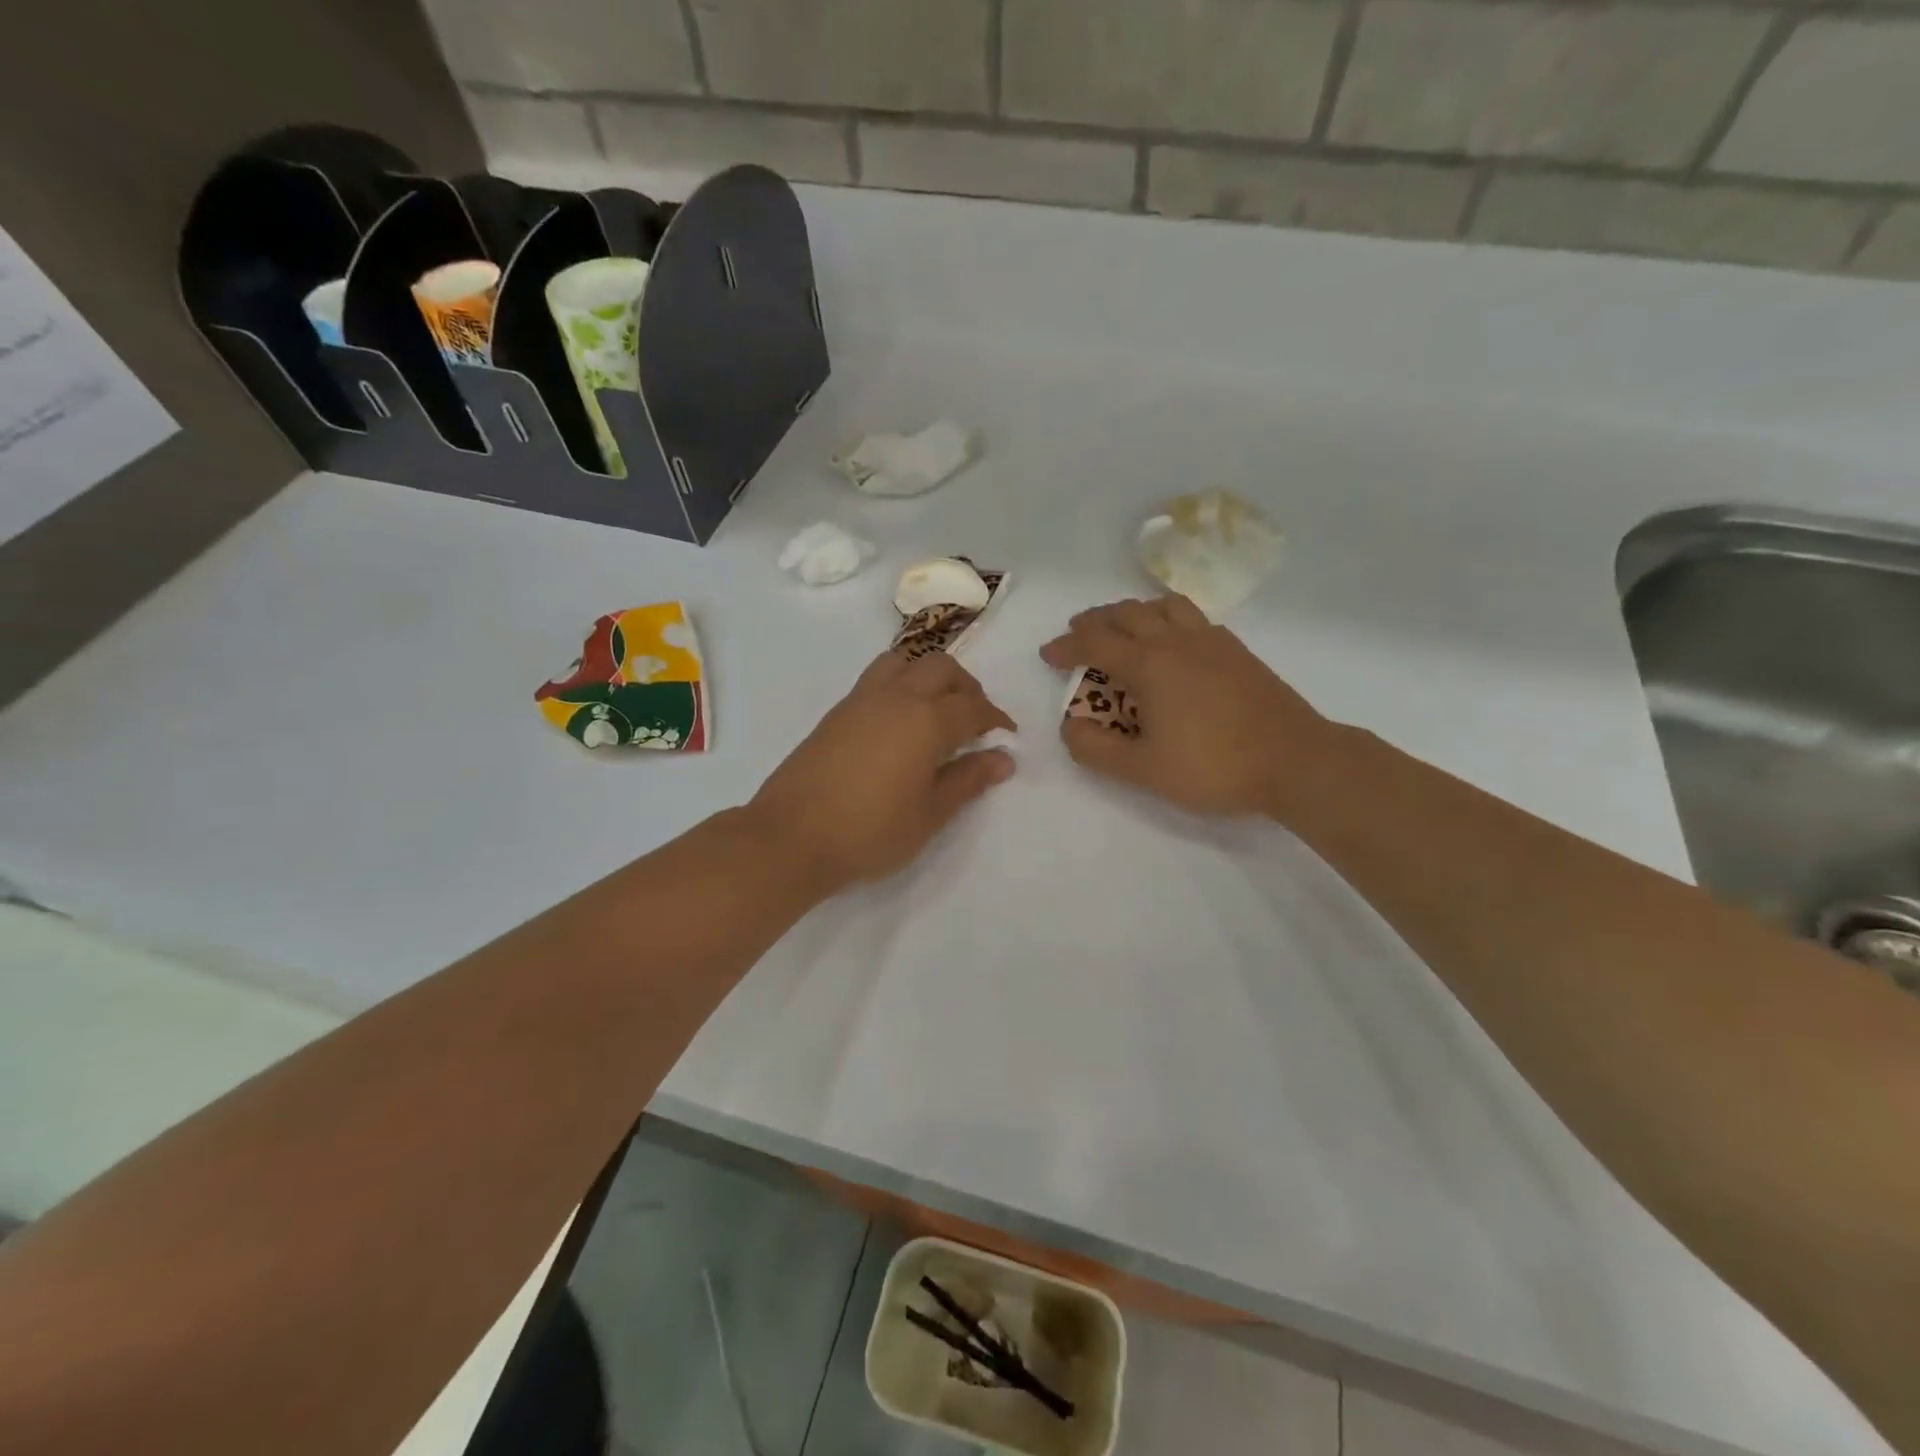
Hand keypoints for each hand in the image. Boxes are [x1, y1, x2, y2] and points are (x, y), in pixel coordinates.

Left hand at [748, 651, 1016, 892]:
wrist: (791, 837)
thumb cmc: (870, 831)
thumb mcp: (930, 814)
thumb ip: (968, 780)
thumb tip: (1003, 759)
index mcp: (925, 720)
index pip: (973, 708)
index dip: (996, 719)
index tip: (1007, 736)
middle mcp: (896, 697)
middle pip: (941, 668)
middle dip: (967, 687)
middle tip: (975, 720)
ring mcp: (861, 700)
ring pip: (905, 662)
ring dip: (930, 676)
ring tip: (937, 710)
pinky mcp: (837, 712)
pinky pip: (878, 678)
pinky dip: (901, 684)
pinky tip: (900, 723)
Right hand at [1040, 596, 1334, 819]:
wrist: (1295, 760)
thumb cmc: (1213, 767)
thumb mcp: (1143, 770)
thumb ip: (1097, 750)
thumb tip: (1069, 727)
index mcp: (1149, 665)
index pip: (1095, 643)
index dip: (1066, 646)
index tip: (1048, 654)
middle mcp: (1176, 641)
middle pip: (1126, 613)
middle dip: (1095, 620)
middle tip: (1078, 633)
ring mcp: (1211, 641)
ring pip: (1163, 605)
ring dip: (1133, 610)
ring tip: (1123, 625)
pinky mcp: (1237, 650)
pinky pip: (1192, 616)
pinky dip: (1167, 617)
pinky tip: (1172, 641)